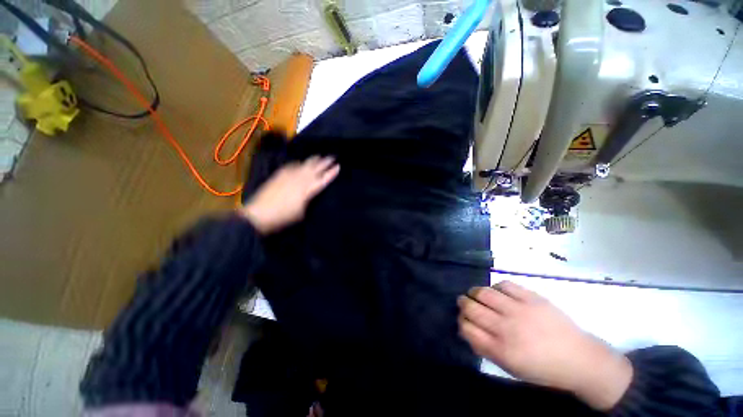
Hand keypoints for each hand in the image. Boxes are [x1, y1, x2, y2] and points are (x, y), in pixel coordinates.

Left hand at [240, 156, 339, 233]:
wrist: (259, 214)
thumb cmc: (283, 218)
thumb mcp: (302, 213)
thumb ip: (308, 201)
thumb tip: (311, 194)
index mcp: (307, 190)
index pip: (323, 179)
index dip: (331, 173)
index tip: (338, 166)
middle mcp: (300, 180)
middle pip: (315, 169)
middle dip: (325, 162)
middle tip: (332, 157)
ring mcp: (289, 176)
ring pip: (304, 165)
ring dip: (313, 160)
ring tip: (319, 156)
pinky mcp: (279, 176)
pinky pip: (291, 166)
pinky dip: (298, 164)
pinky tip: (300, 162)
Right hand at [458, 281, 632, 410]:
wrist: (580, 359)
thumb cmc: (543, 369)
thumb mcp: (511, 368)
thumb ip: (485, 349)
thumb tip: (466, 330)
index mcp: (501, 349)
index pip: (467, 328)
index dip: (461, 322)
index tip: (463, 320)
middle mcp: (506, 327)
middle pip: (471, 308)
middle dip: (463, 304)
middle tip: (464, 303)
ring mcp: (519, 309)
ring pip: (483, 293)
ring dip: (474, 292)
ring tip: (475, 294)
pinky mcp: (531, 297)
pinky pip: (504, 285)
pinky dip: (496, 287)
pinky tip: (497, 293)